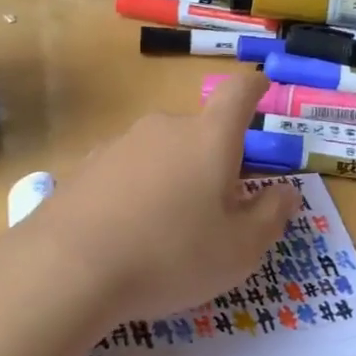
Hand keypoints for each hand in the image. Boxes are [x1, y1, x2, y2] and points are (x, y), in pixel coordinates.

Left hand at [25, 74, 299, 323]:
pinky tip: (129, 230)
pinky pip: (127, 171)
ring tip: (170, 227)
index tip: (261, 87)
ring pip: (161, 152)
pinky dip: (138, 190)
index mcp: (209, 137)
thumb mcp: (240, 249)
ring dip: (174, 176)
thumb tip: (286, 191)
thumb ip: (271, 215)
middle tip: (218, 204)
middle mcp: (164, 128)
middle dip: (214, 158)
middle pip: (199, 130)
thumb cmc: (171, 255)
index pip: (238, 94)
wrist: (69, 268)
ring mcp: (120, 143)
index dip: (254, 88)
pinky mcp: (86, 166)